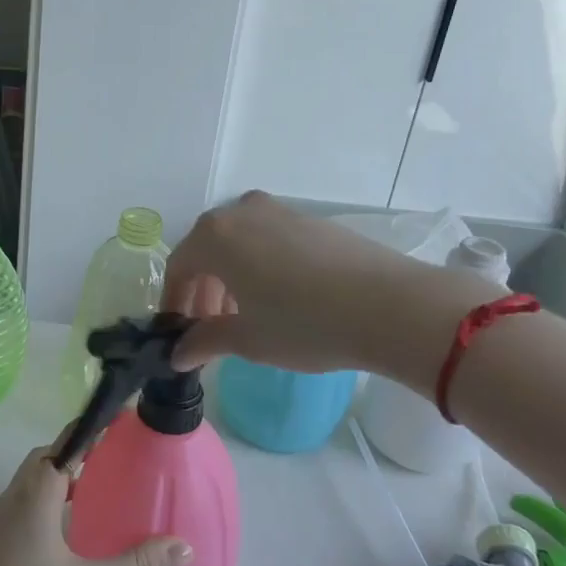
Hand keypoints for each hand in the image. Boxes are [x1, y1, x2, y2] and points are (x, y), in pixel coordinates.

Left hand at [0, 443, 192, 565]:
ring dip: (56, 477)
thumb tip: (184, 547)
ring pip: (29, 482)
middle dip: (72, 453)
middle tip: (106, 459)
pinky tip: (63, 527)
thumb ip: (136, 565)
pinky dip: (44, 499)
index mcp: (36, 495)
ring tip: (90, 491)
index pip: (64, 445)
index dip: (89, 430)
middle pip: (43, 459)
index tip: (115, 421)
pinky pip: (21, 502)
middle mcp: (14, 497)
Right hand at [163, 191, 413, 372]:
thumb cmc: (304, 324)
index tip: (179, 332)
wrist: (390, 306)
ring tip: (244, 315)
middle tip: (210, 327)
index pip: (179, 267)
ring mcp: (280, 211)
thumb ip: (204, 341)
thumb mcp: (247, 339)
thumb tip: (177, 354)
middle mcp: (242, 212)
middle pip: (207, 250)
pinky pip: (269, 240)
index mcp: (215, 236)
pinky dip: (260, 266)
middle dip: (203, 290)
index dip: (174, 301)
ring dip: (231, 277)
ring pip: (240, 243)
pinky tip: (280, 298)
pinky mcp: (312, 220)